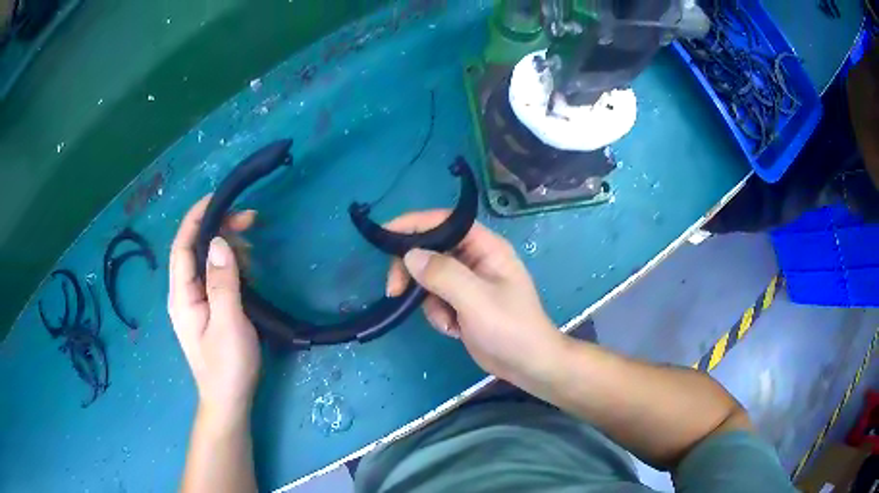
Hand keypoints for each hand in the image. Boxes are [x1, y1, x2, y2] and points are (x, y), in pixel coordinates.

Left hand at [168, 196, 260, 423]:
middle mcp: (183, 294)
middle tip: (250, 221)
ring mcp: (194, 302)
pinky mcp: (207, 309)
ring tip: (253, 249)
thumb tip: (221, 242)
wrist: (228, 400)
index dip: (197, 218)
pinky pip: (214, 276)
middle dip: (219, 229)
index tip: (220, 198)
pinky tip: (247, 269)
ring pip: (206, 261)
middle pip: (194, 249)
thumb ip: (222, 282)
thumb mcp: (228, 323)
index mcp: (182, 295)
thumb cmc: (227, 366)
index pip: (182, 245)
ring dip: (227, 247)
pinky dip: (230, 264)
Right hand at [386, 210, 565, 382]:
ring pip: (429, 277)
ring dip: (429, 300)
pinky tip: (453, 330)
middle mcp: (476, 259)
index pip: (445, 222)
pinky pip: (435, 299)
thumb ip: (442, 274)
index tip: (385, 235)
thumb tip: (409, 255)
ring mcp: (468, 283)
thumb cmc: (509, 328)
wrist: (527, 365)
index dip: (414, 223)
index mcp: (486, 247)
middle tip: (395, 289)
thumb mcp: (476, 299)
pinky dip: (438, 315)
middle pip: (432, 249)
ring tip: (446, 321)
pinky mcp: (462, 304)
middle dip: (413, 270)